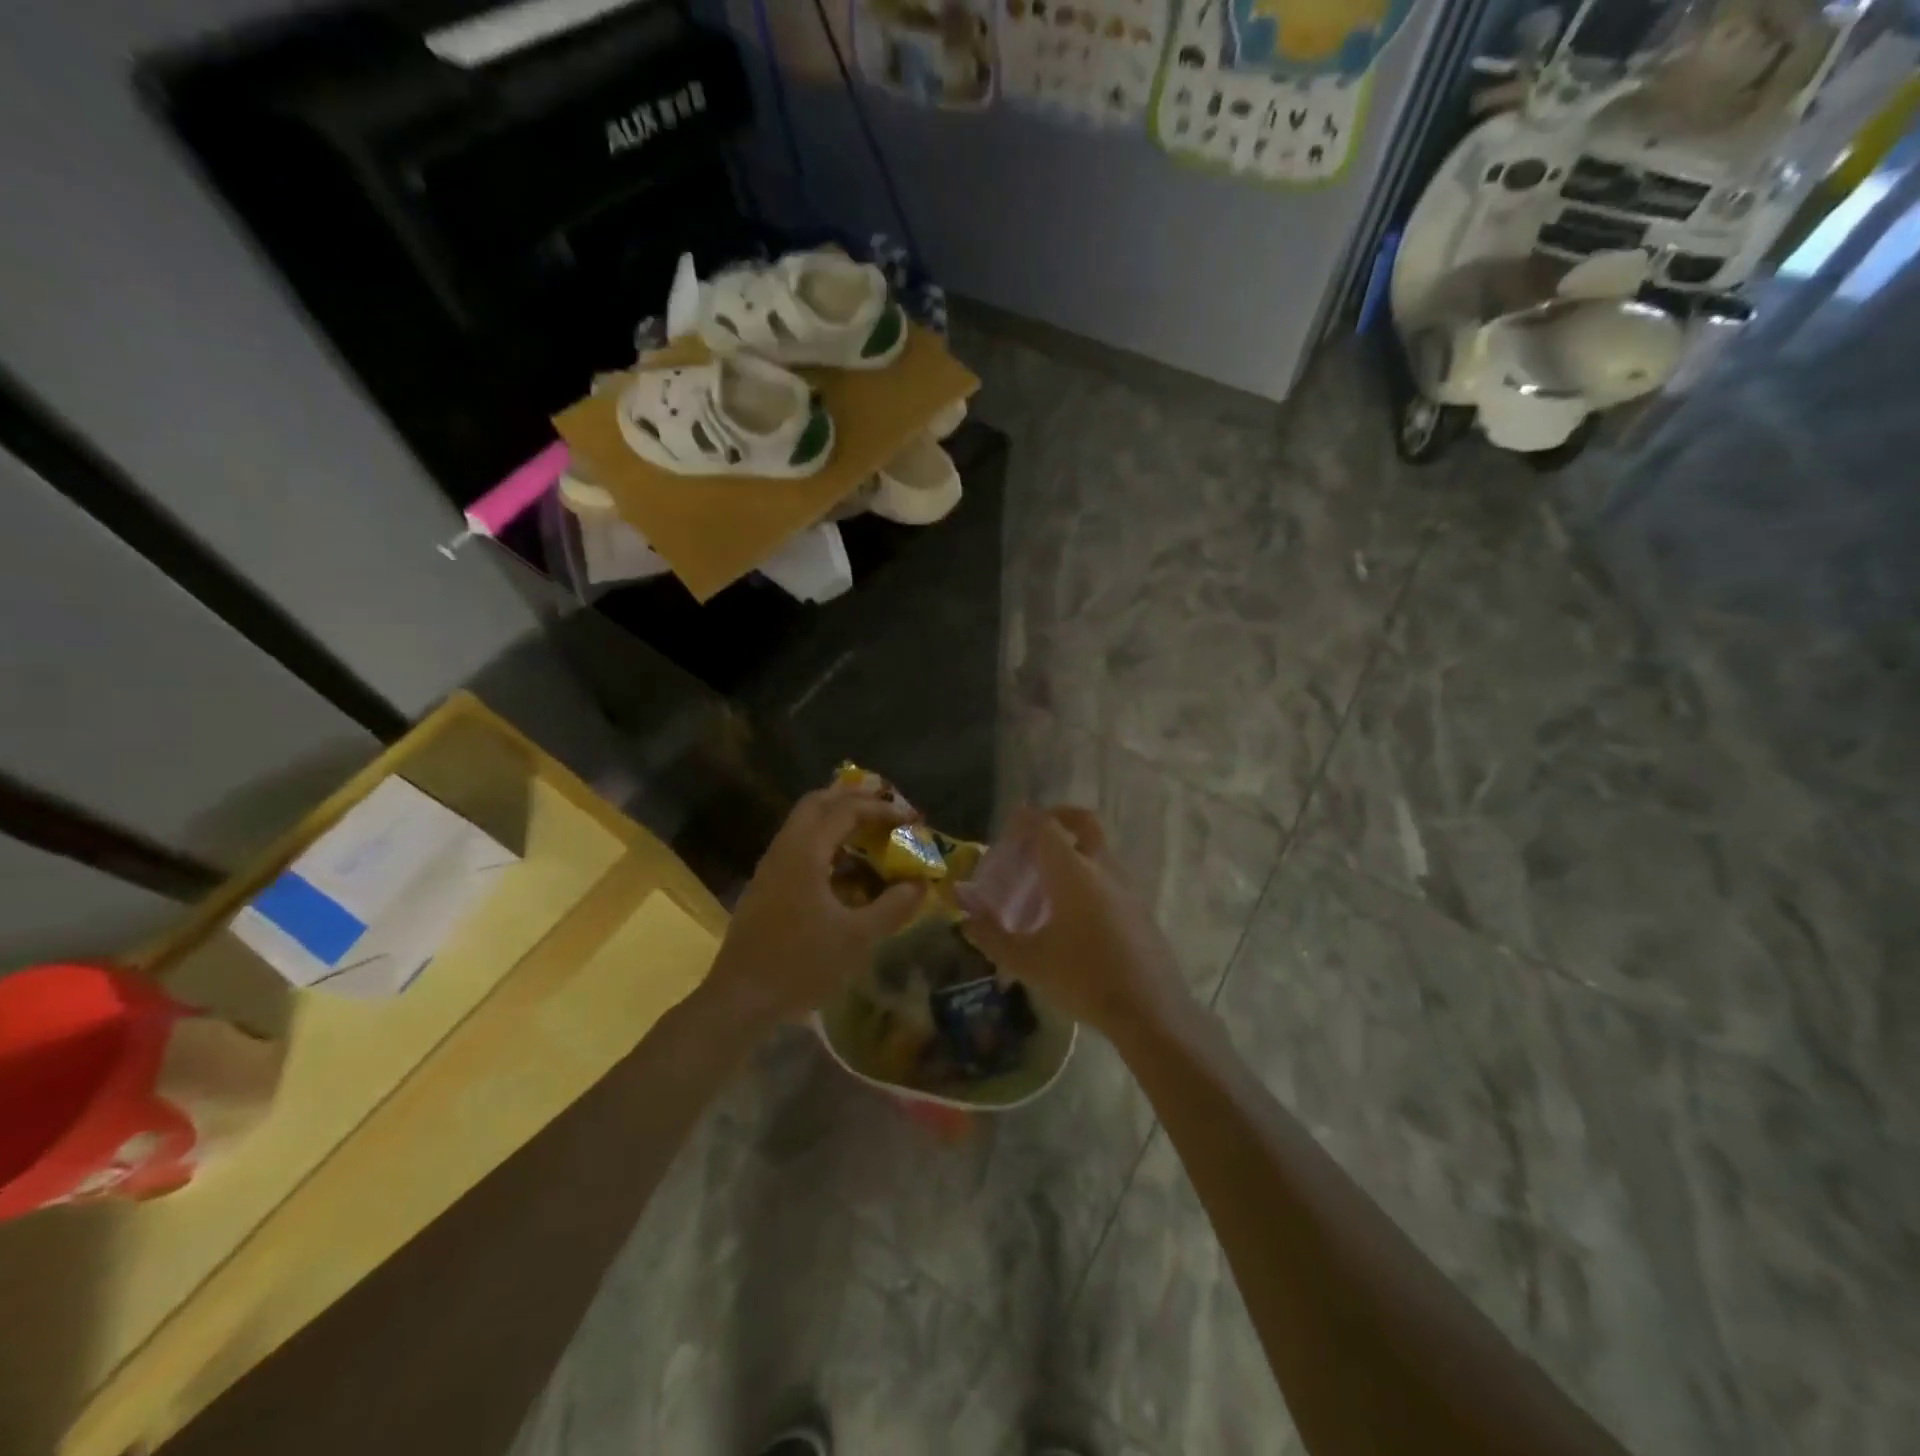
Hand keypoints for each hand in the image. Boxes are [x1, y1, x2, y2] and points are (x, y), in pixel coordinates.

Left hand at [703, 776, 927, 1029]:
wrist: (740, 999)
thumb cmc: (801, 965)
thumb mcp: (857, 938)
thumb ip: (893, 907)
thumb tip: (920, 883)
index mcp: (805, 853)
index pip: (846, 810)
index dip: (881, 809)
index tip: (911, 819)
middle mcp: (784, 849)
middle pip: (818, 803)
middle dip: (854, 799)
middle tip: (887, 810)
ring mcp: (771, 867)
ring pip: (805, 824)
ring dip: (837, 820)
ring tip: (871, 834)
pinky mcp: (766, 886)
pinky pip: (799, 846)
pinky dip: (825, 842)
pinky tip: (845, 869)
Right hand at [958, 805, 1189, 1037]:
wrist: (1151, 1010)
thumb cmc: (1083, 979)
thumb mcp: (1028, 962)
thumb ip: (992, 936)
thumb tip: (966, 918)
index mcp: (1073, 872)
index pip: (1047, 827)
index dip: (1025, 819)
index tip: (1008, 827)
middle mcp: (1103, 868)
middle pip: (1084, 822)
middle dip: (1058, 817)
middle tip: (1034, 835)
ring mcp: (1128, 886)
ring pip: (1099, 849)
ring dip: (1075, 848)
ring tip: (1049, 878)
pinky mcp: (1140, 907)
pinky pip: (1111, 875)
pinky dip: (1090, 874)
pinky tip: (1074, 910)